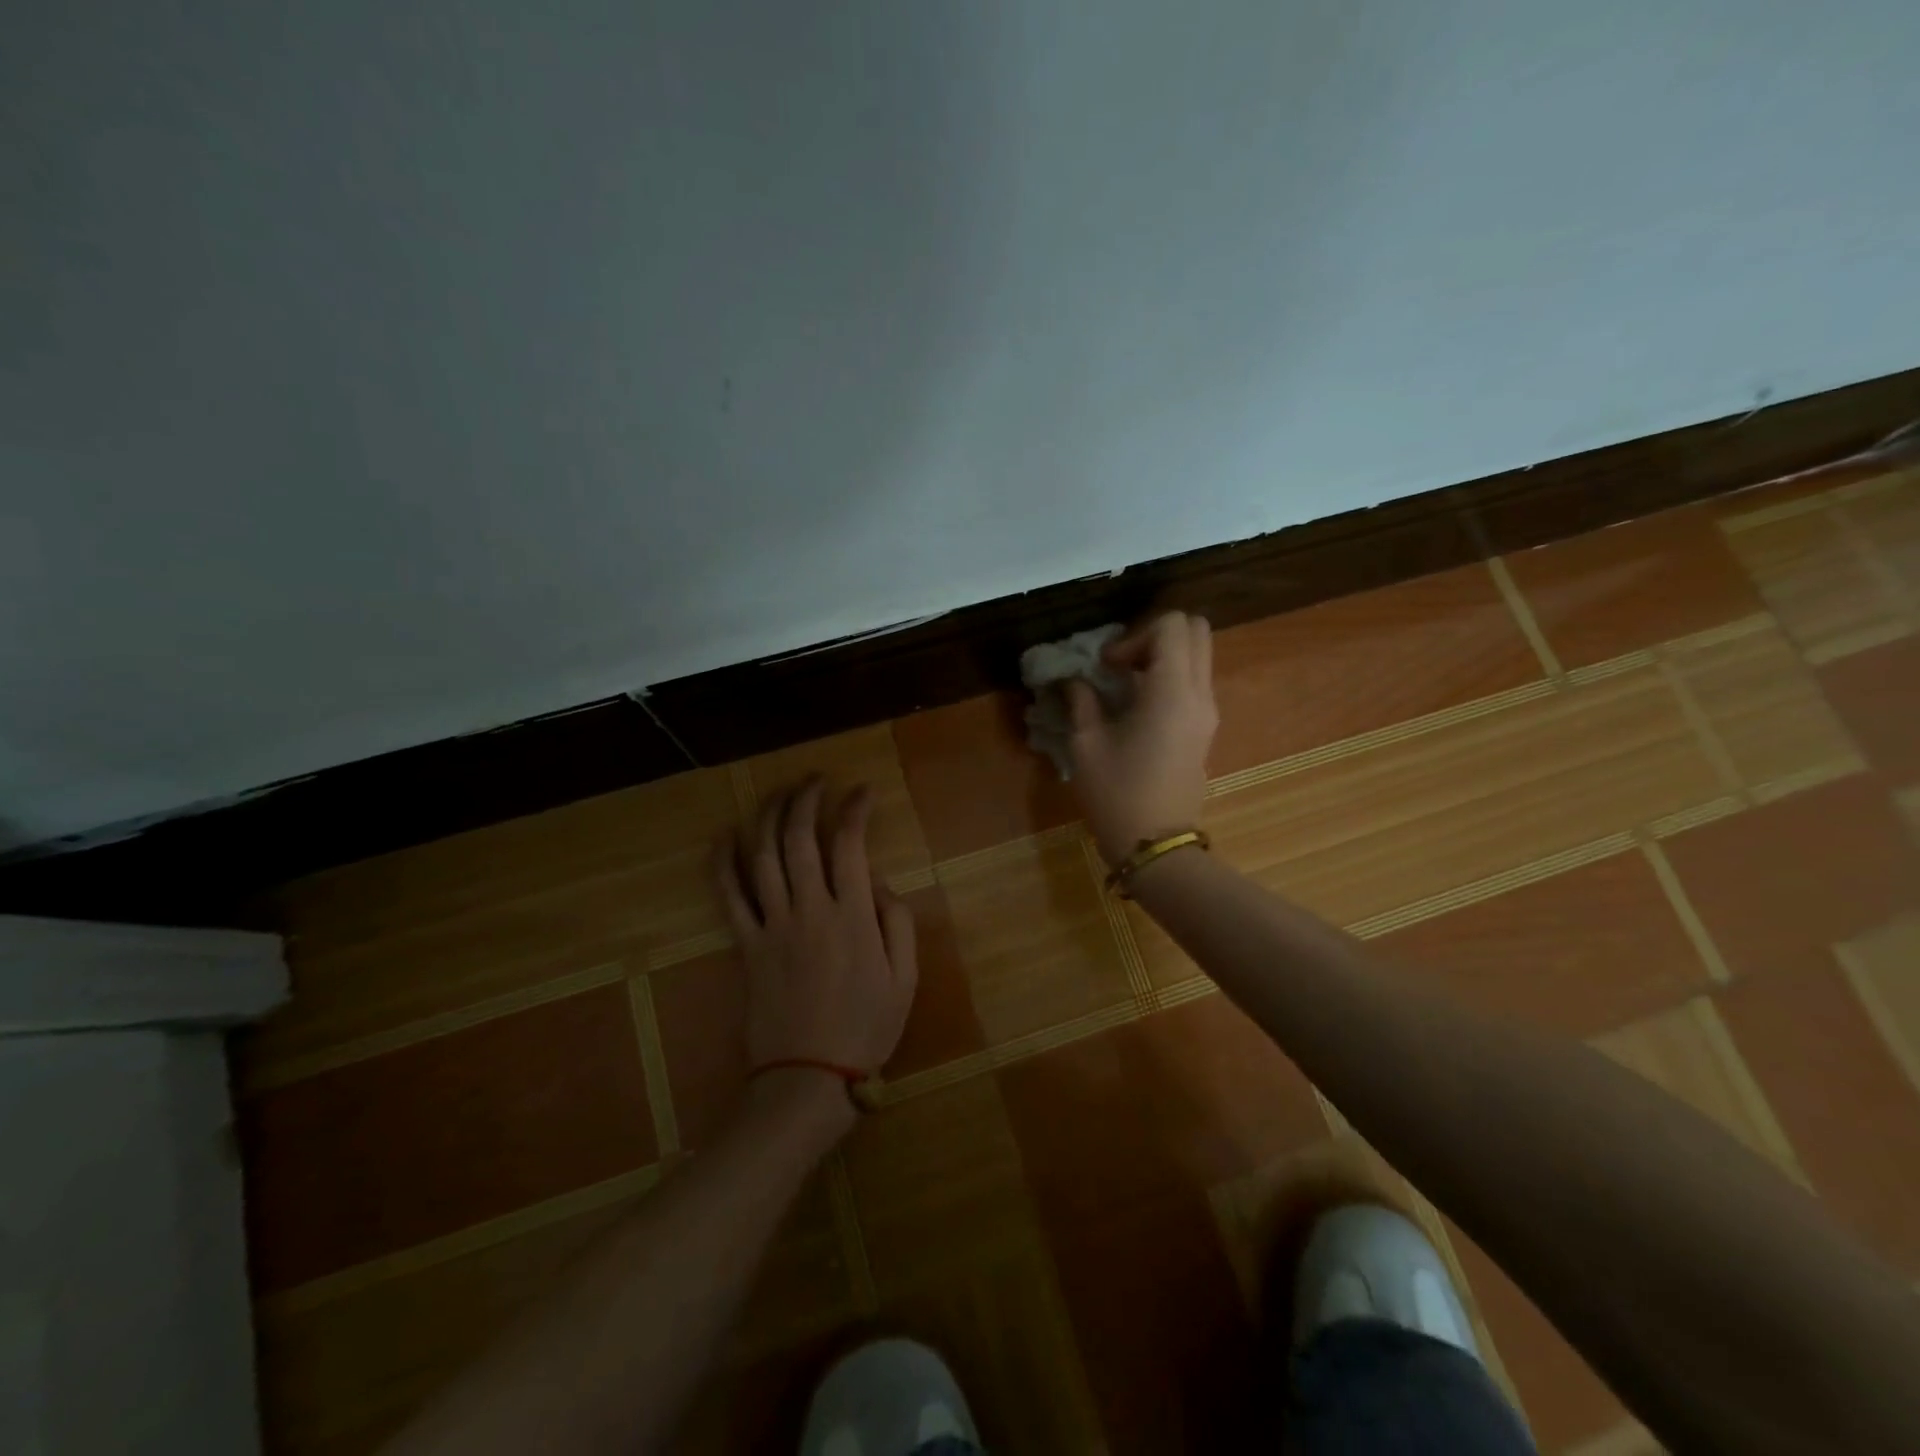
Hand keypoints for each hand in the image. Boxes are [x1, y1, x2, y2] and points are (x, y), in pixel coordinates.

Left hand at [715, 778, 918, 1117]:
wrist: (808, 1077)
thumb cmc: (865, 1029)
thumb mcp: (906, 979)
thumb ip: (898, 923)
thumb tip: (878, 884)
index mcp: (852, 916)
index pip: (850, 844)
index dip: (855, 809)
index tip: (862, 791)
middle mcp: (810, 909)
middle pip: (800, 838)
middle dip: (807, 799)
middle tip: (816, 779)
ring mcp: (773, 925)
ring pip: (763, 856)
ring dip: (769, 816)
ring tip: (779, 792)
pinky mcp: (747, 945)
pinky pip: (729, 896)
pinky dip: (723, 863)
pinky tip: (723, 836)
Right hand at [1067, 611, 1217, 863]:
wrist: (1155, 844)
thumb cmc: (1117, 794)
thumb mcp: (1087, 745)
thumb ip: (1081, 701)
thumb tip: (1074, 680)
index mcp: (1171, 691)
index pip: (1171, 626)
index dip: (1134, 635)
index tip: (1106, 666)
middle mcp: (1199, 693)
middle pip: (1195, 630)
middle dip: (1155, 635)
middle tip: (1121, 664)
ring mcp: (1208, 712)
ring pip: (1199, 655)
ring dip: (1164, 656)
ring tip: (1126, 684)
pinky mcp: (1206, 729)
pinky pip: (1196, 681)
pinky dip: (1171, 676)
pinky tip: (1139, 705)